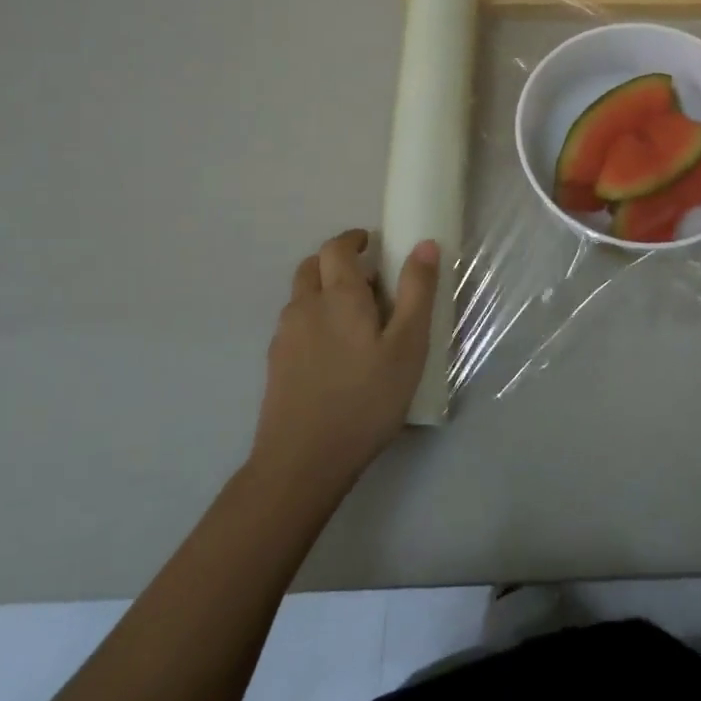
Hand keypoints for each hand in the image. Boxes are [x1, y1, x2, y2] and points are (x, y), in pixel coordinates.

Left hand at [250, 229, 439, 499]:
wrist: (303, 461)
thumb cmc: (366, 399)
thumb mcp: (408, 346)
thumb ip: (417, 292)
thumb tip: (425, 244)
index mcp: (339, 296)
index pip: (336, 248)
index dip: (354, 239)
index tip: (373, 243)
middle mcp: (305, 307)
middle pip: (312, 267)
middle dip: (337, 262)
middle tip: (369, 280)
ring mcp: (285, 336)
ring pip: (302, 297)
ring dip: (325, 291)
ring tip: (356, 319)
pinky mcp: (275, 364)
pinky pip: (295, 325)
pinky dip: (314, 320)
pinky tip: (335, 353)